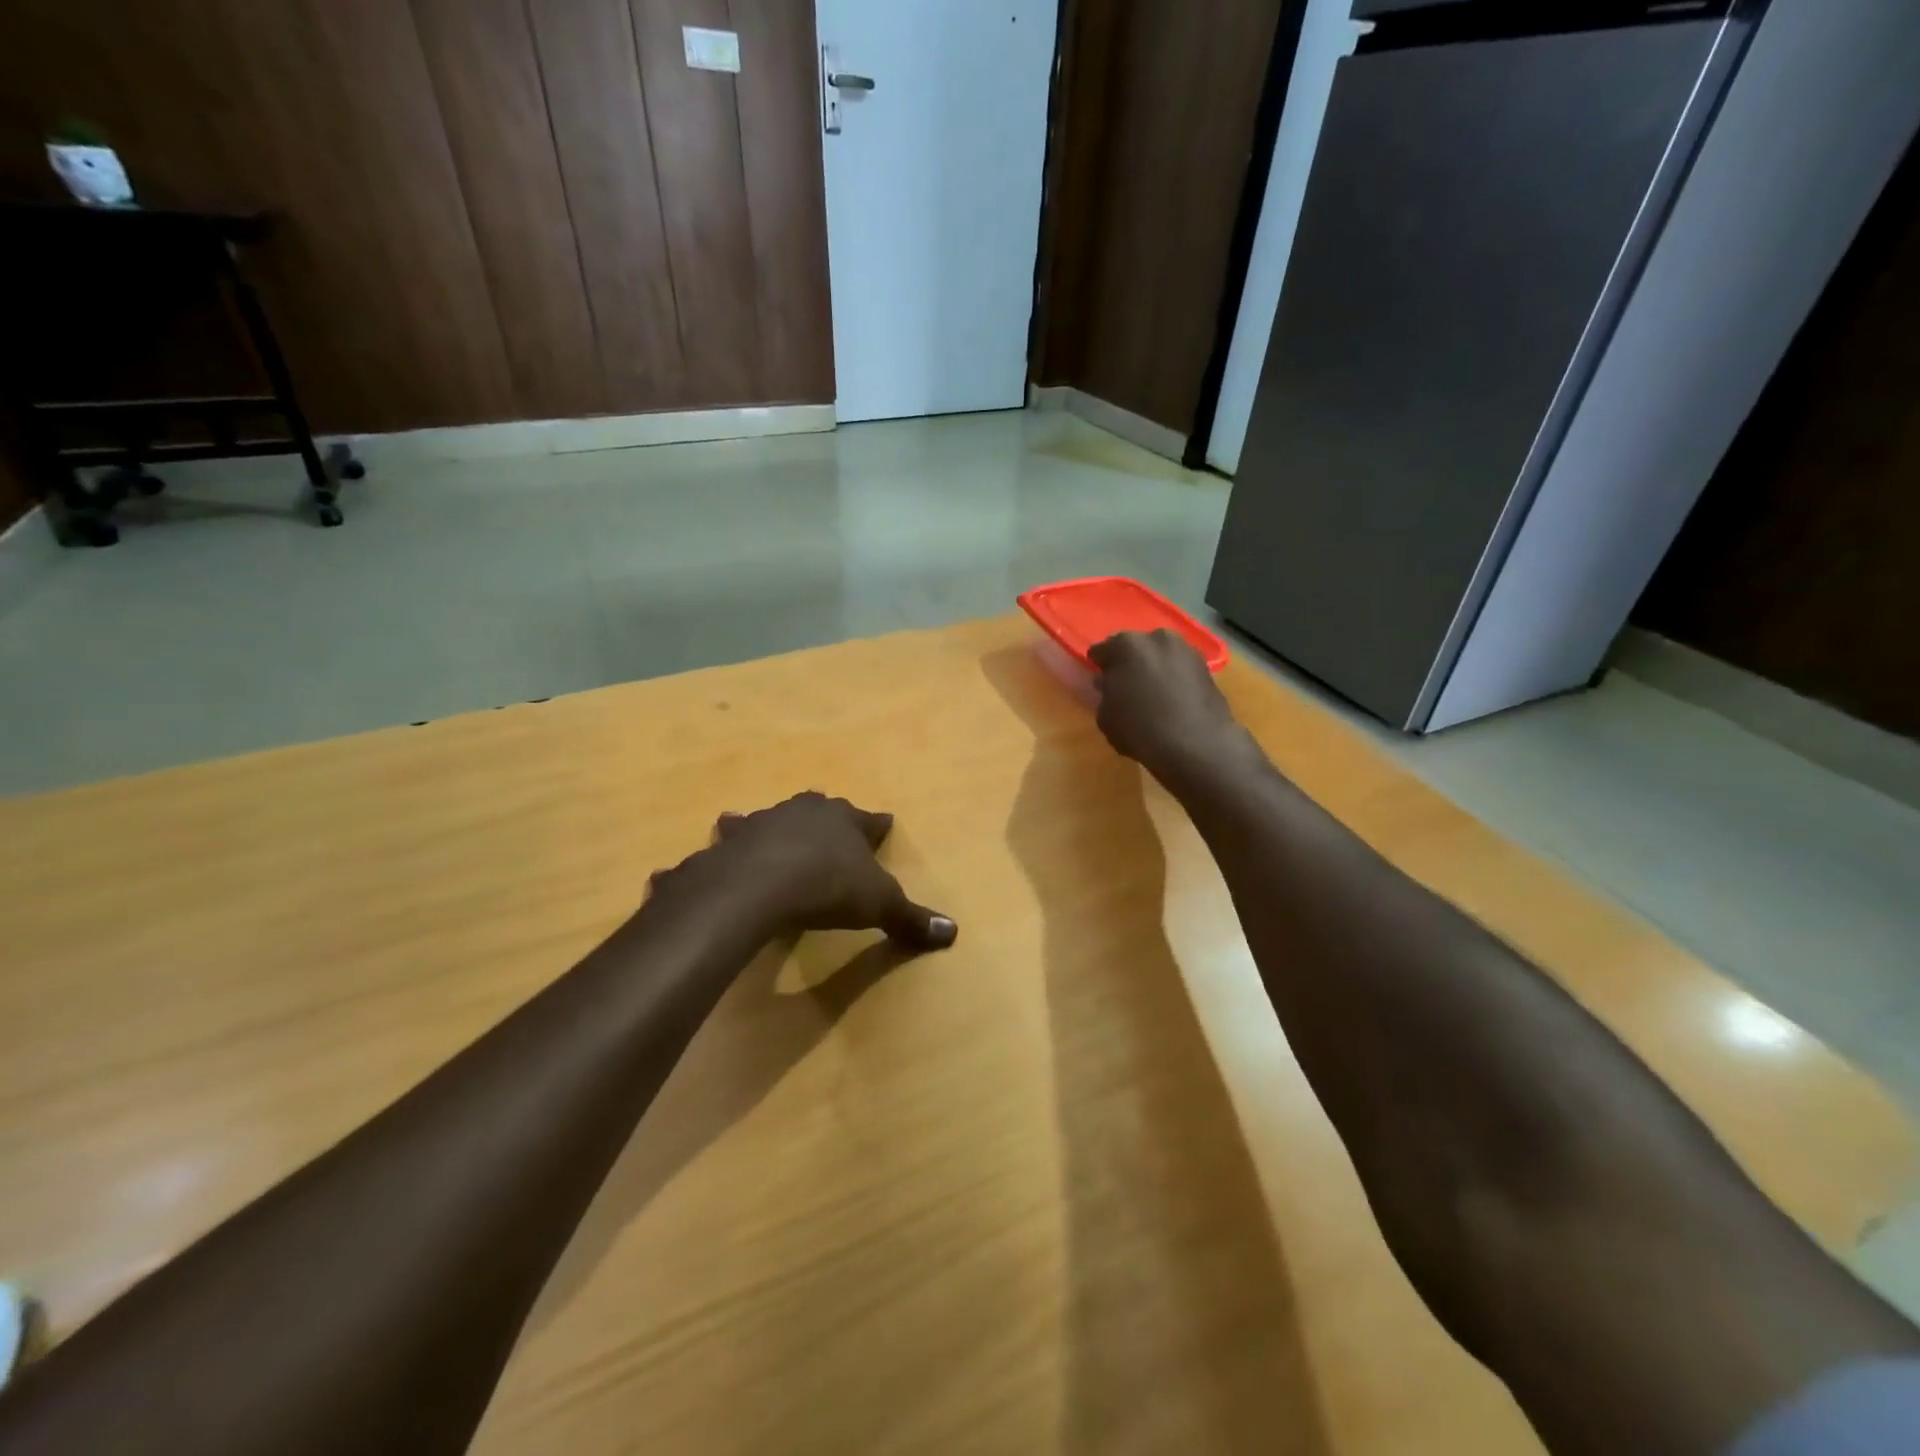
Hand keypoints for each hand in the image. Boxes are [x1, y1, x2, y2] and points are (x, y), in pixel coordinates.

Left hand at [656, 793, 957, 951]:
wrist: (758, 885)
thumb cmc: (827, 886)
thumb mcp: (878, 905)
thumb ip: (911, 918)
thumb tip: (953, 932)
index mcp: (844, 821)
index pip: (870, 821)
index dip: (878, 827)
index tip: (885, 825)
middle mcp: (804, 813)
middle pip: (820, 810)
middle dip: (825, 819)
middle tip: (828, 828)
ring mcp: (763, 823)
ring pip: (771, 819)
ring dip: (772, 826)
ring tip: (761, 828)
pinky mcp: (729, 843)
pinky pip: (726, 843)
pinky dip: (723, 848)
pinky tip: (706, 852)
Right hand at [1089, 630, 1242, 777]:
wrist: (1197, 744)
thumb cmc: (1140, 730)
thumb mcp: (1105, 718)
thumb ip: (1104, 694)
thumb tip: (1110, 685)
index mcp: (1125, 646)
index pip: (1101, 651)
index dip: (1098, 668)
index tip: (1100, 684)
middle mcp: (1156, 638)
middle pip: (1134, 648)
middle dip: (1129, 664)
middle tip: (1126, 688)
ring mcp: (1185, 649)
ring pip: (1160, 656)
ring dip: (1154, 669)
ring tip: (1152, 695)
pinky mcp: (1206, 666)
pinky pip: (1179, 668)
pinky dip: (1174, 678)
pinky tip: (1172, 700)